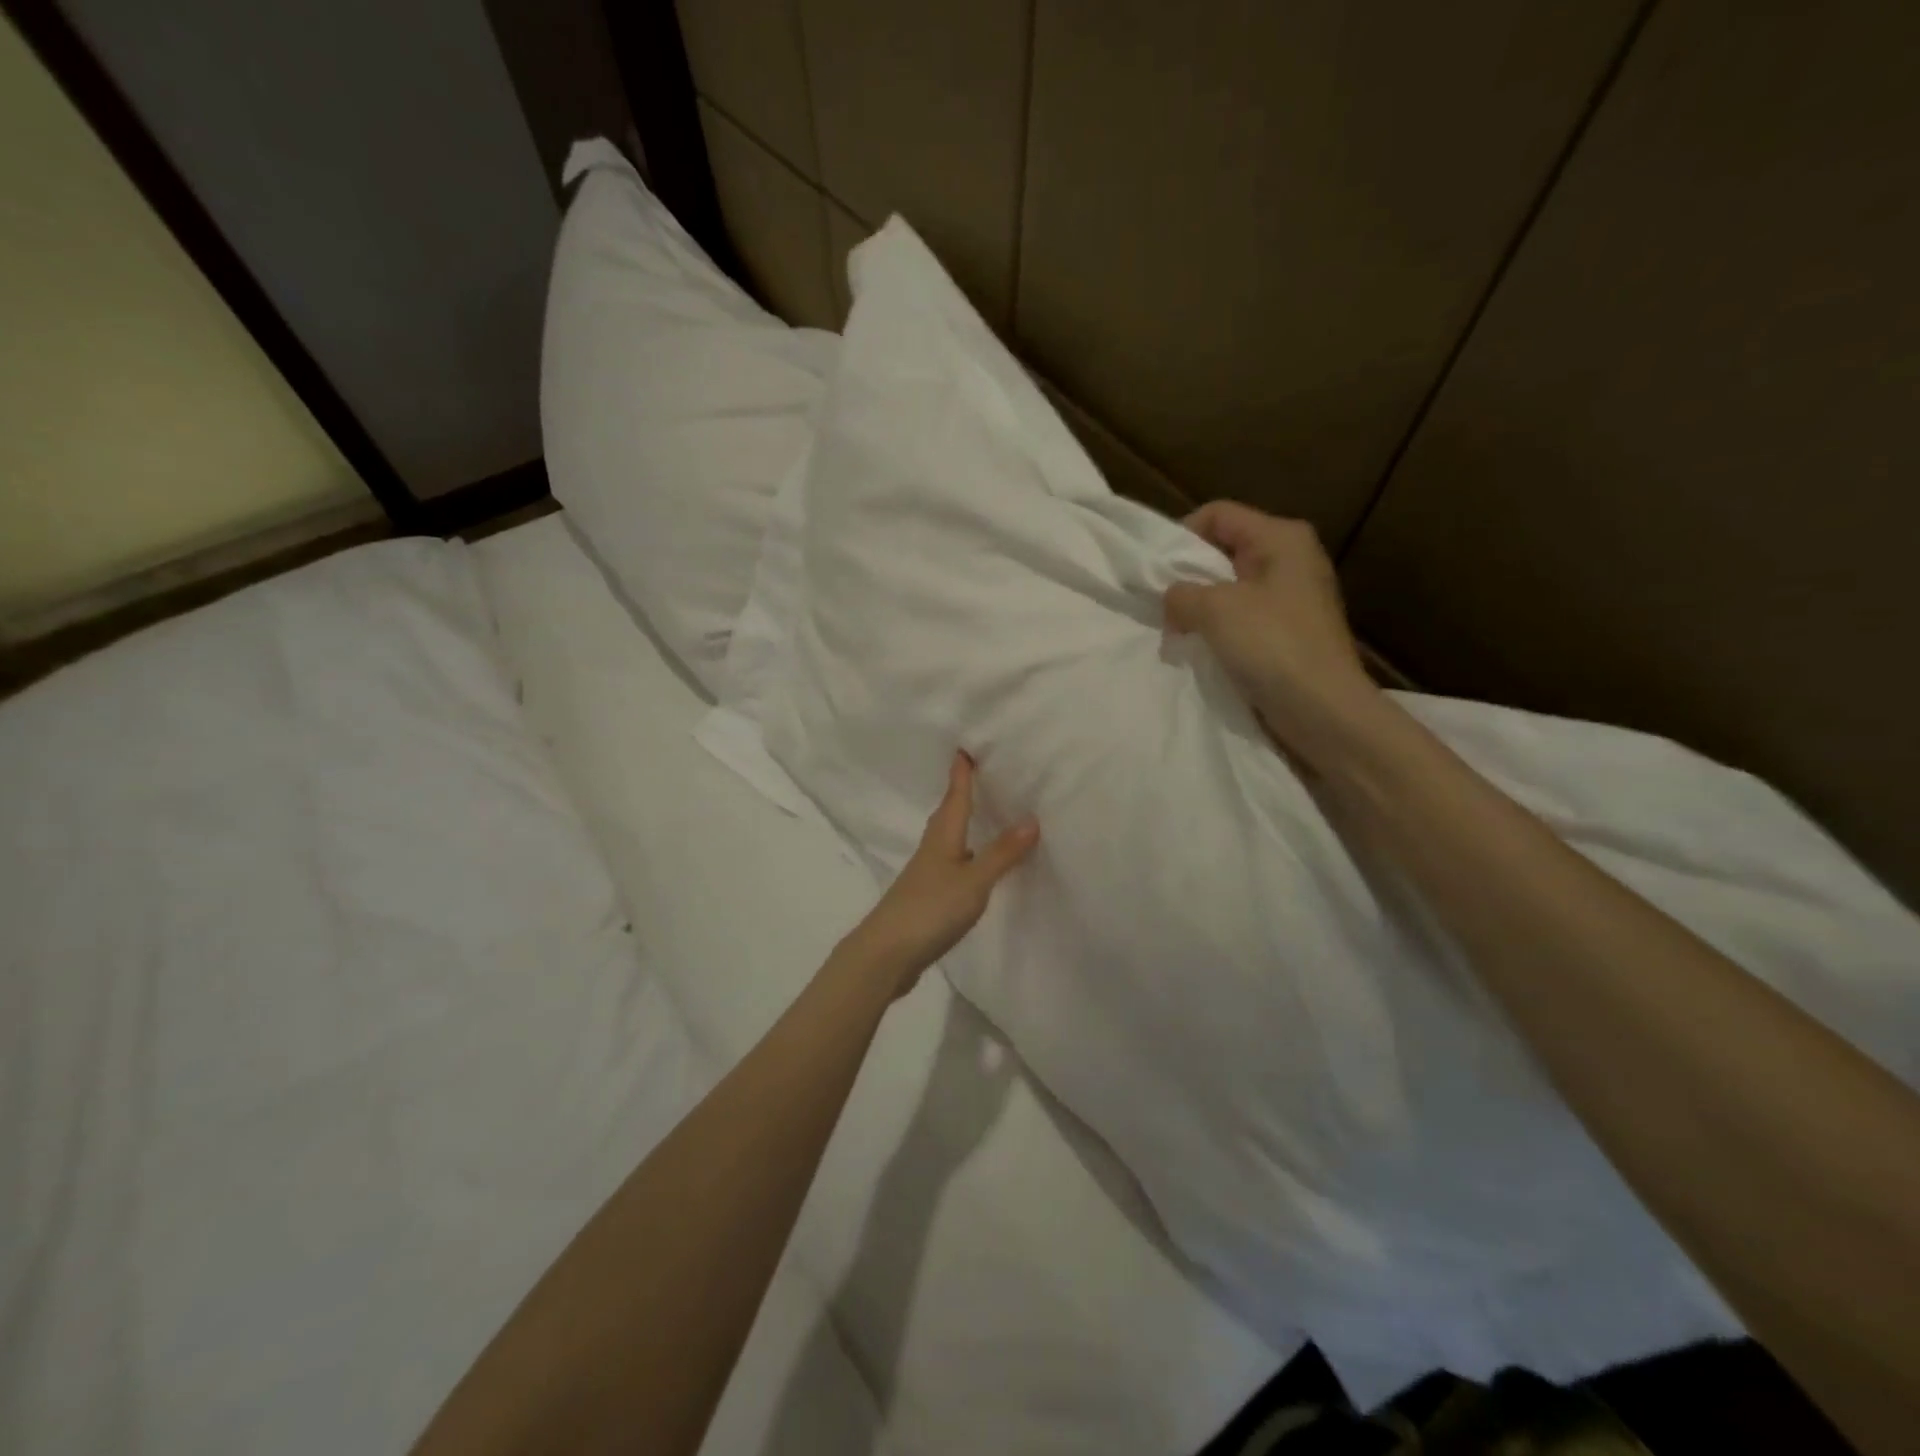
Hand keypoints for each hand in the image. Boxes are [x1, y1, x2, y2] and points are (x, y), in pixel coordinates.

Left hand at [837, 752, 1039, 998]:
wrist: (886, 954)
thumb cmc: (930, 909)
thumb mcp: (974, 882)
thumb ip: (1002, 853)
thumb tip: (1031, 818)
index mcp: (943, 836)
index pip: (955, 795)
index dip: (961, 772)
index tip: (965, 745)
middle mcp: (932, 848)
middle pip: (948, 813)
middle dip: (961, 792)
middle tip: (978, 772)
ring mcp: (927, 874)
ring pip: (948, 837)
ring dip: (962, 822)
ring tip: (981, 812)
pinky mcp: (927, 897)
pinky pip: (950, 862)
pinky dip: (964, 852)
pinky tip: (973, 863)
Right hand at [1164, 501, 1384, 769]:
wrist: (1323, 710)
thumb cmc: (1272, 646)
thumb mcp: (1214, 610)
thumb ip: (1181, 594)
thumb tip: (1173, 600)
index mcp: (1281, 538)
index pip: (1217, 514)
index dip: (1181, 536)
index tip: (1158, 573)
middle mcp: (1291, 559)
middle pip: (1224, 549)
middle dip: (1189, 576)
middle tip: (1164, 605)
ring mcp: (1293, 597)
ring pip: (1230, 587)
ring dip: (1201, 608)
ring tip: (1179, 632)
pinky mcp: (1289, 631)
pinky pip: (1243, 617)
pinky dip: (1219, 629)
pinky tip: (1204, 650)